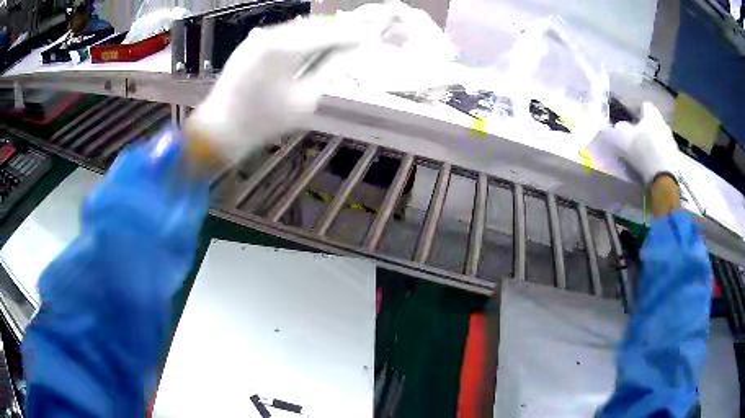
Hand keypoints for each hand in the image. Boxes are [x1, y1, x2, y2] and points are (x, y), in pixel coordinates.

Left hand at [186, 16, 359, 164]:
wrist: (219, 129)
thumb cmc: (262, 122)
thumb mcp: (304, 101)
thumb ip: (329, 72)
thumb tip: (349, 53)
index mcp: (283, 49)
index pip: (328, 33)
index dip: (351, 35)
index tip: (369, 38)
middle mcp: (270, 35)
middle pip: (313, 24)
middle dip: (337, 29)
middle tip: (357, 37)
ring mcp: (257, 38)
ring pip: (298, 26)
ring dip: (320, 31)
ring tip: (339, 41)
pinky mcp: (250, 44)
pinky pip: (283, 33)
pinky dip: (301, 36)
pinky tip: (312, 45)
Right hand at [605, 102, 679, 185]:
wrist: (662, 177)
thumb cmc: (642, 152)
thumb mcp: (624, 138)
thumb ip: (620, 128)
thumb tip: (620, 125)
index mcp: (651, 116)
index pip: (645, 105)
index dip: (637, 110)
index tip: (631, 119)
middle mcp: (663, 123)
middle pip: (654, 120)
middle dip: (647, 126)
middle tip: (639, 135)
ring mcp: (671, 140)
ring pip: (661, 135)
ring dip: (655, 139)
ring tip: (647, 150)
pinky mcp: (675, 156)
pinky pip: (666, 149)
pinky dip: (661, 152)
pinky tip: (655, 161)